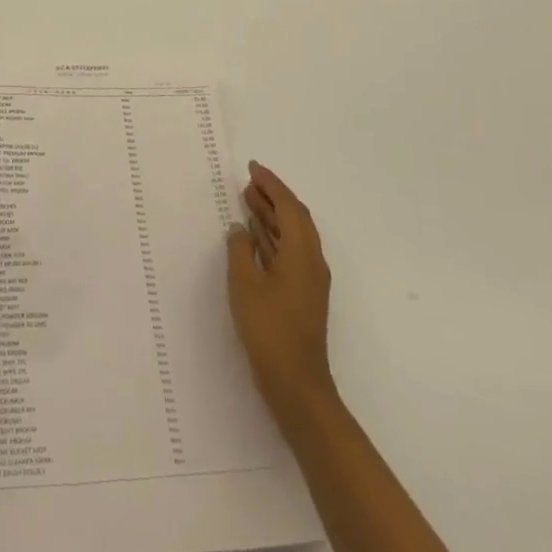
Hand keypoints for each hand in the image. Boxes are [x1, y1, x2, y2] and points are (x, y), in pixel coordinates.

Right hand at [227, 161, 336, 421]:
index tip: (253, 168)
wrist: (296, 383)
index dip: (272, 184)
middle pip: (295, 218)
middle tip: (248, 181)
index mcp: (302, 253)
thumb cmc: (269, 329)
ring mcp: (308, 279)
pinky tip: (253, 236)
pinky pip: (288, 251)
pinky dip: (272, 237)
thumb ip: (240, 249)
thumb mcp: (245, 284)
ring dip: (271, 216)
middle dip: (273, 196)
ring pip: (292, 235)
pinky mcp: (301, 294)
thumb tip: (240, 228)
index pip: (289, 207)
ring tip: (247, 200)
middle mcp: (311, 261)